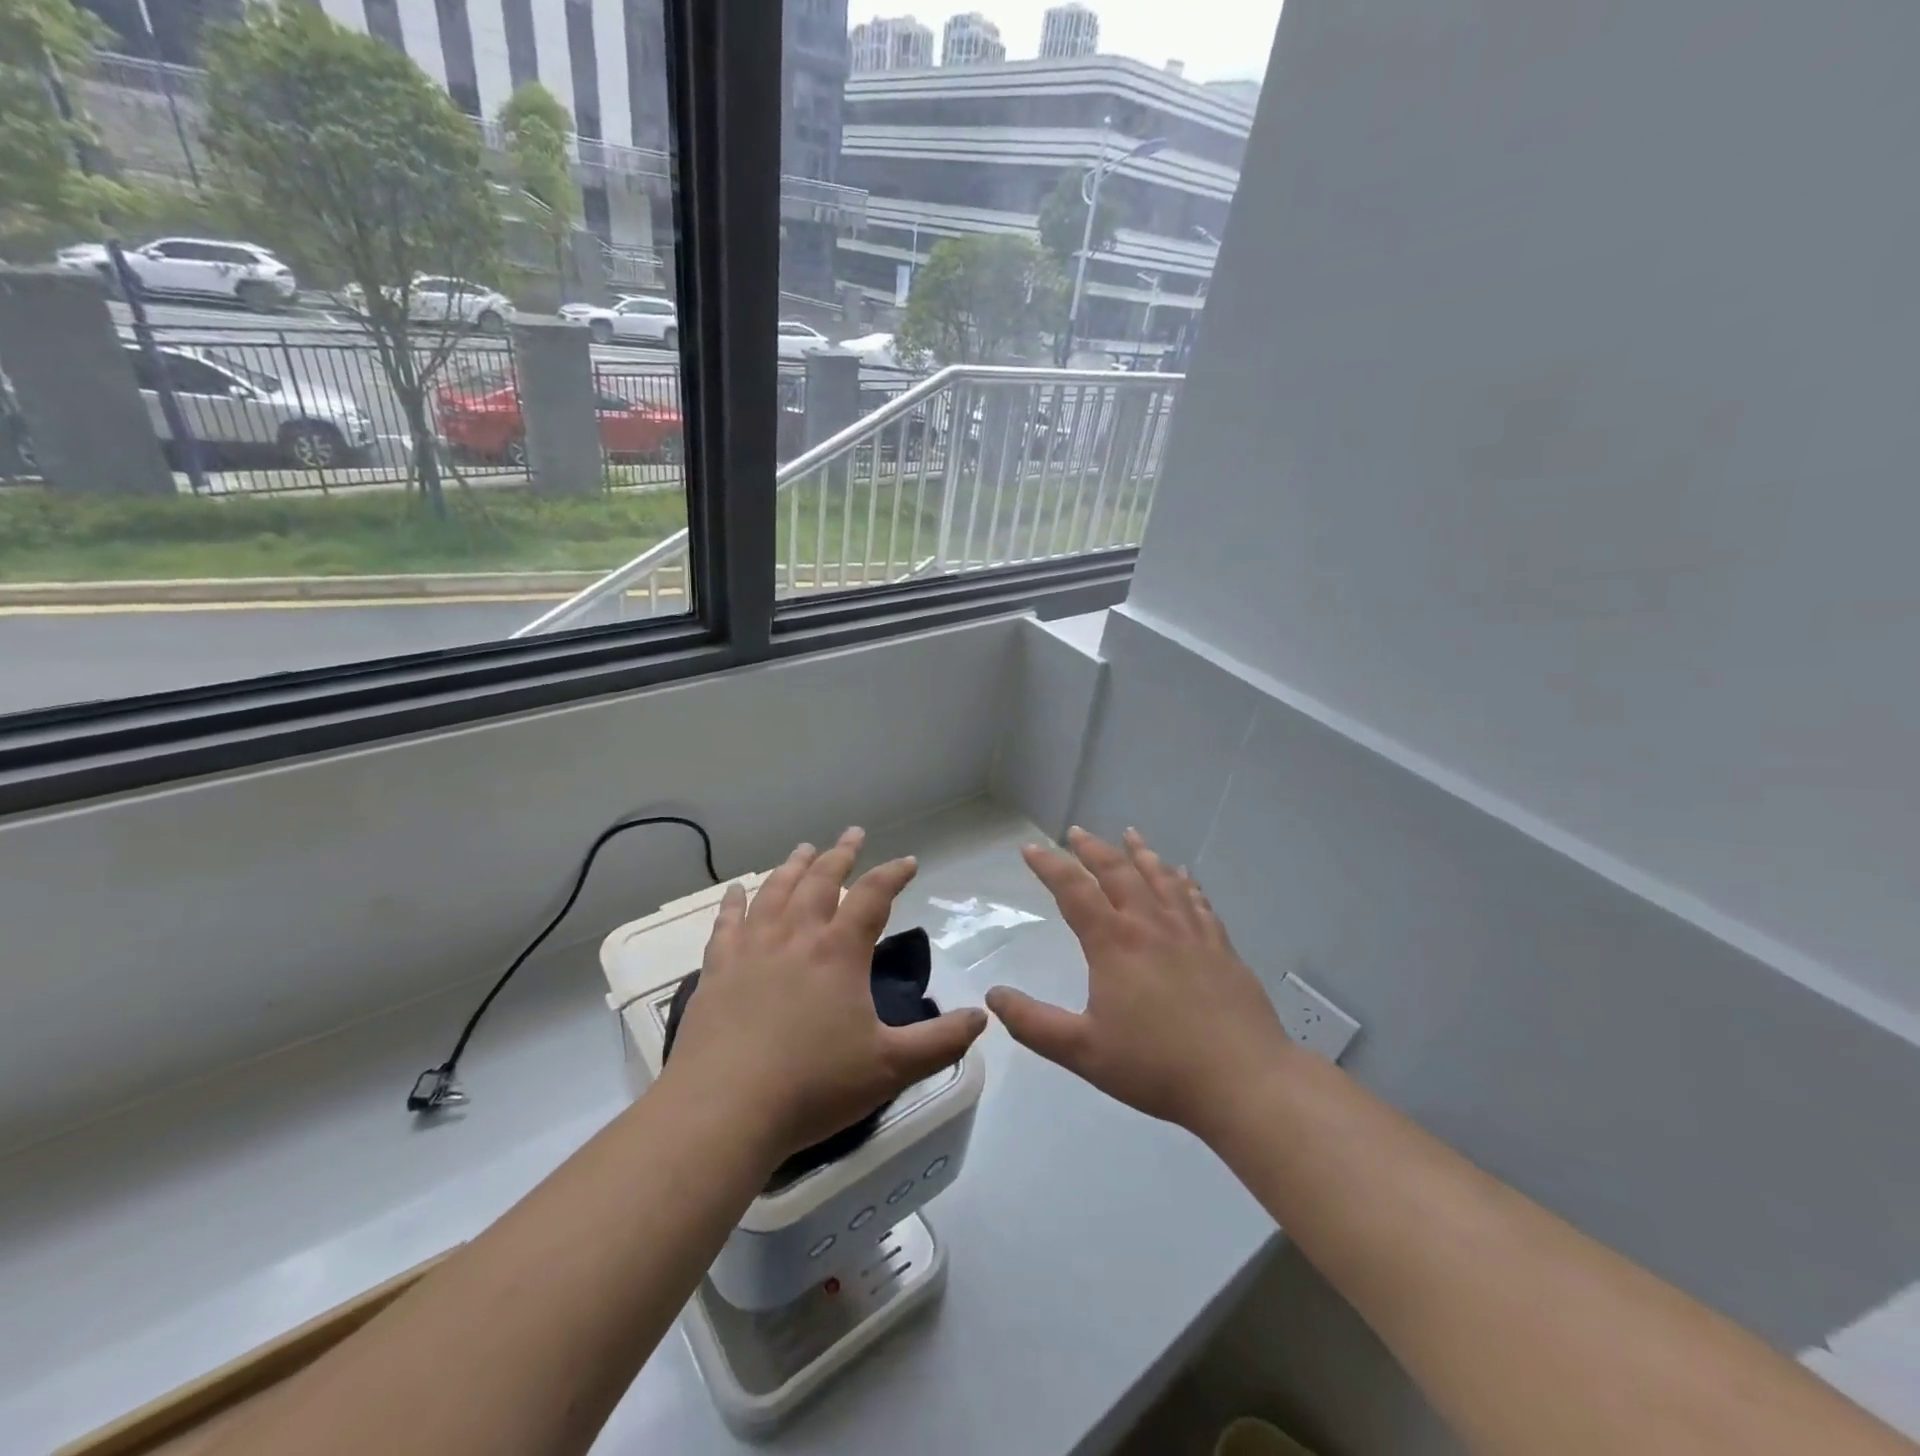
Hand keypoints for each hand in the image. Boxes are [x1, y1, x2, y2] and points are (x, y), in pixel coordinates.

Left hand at [667, 828, 988, 1166]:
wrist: (724, 1111)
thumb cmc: (813, 1086)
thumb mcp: (890, 1067)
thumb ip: (941, 1041)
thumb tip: (982, 1016)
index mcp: (839, 951)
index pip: (872, 895)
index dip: (893, 874)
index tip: (909, 861)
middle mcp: (795, 936)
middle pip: (820, 880)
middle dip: (841, 854)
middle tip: (853, 834)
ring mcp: (751, 949)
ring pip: (775, 891)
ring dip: (793, 866)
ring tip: (805, 848)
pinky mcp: (716, 970)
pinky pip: (727, 922)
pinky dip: (734, 901)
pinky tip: (737, 889)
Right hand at [987, 827, 1292, 1141]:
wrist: (1243, 1080)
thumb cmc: (1157, 1066)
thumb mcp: (1083, 1052)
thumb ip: (1034, 1024)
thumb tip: (994, 995)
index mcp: (1114, 943)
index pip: (1073, 890)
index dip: (1049, 865)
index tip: (1030, 848)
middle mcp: (1150, 924)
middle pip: (1118, 872)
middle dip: (1092, 848)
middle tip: (1075, 832)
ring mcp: (1190, 932)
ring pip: (1161, 878)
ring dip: (1141, 853)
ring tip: (1130, 834)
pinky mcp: (1220, 946)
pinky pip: (1198, 901)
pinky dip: (1185, 882)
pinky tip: (1184, 875)